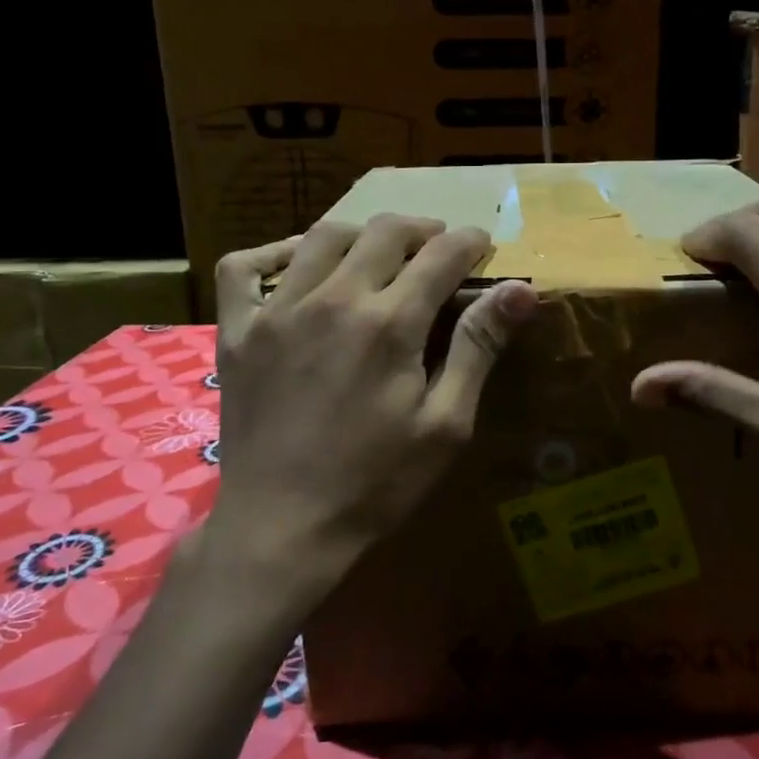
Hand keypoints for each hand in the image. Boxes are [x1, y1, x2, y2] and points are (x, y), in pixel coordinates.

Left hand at [199, 215, 537, 602]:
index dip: (470, 242)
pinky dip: (273, 253)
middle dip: (422, 230)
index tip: (482, 244)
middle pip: (385, 232)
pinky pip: (244, 267)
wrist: (282, 528)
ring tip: (379, 251)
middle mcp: (333, 299)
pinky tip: (297, 265)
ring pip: (323, 236)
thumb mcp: (445, 424)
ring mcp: (277, 311)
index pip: (441, 255)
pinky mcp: (237, 330)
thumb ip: (478, 347)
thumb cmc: (375, 483)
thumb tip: (521, 290)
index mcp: (390, 323)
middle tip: (438, 247)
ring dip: (362, 233)